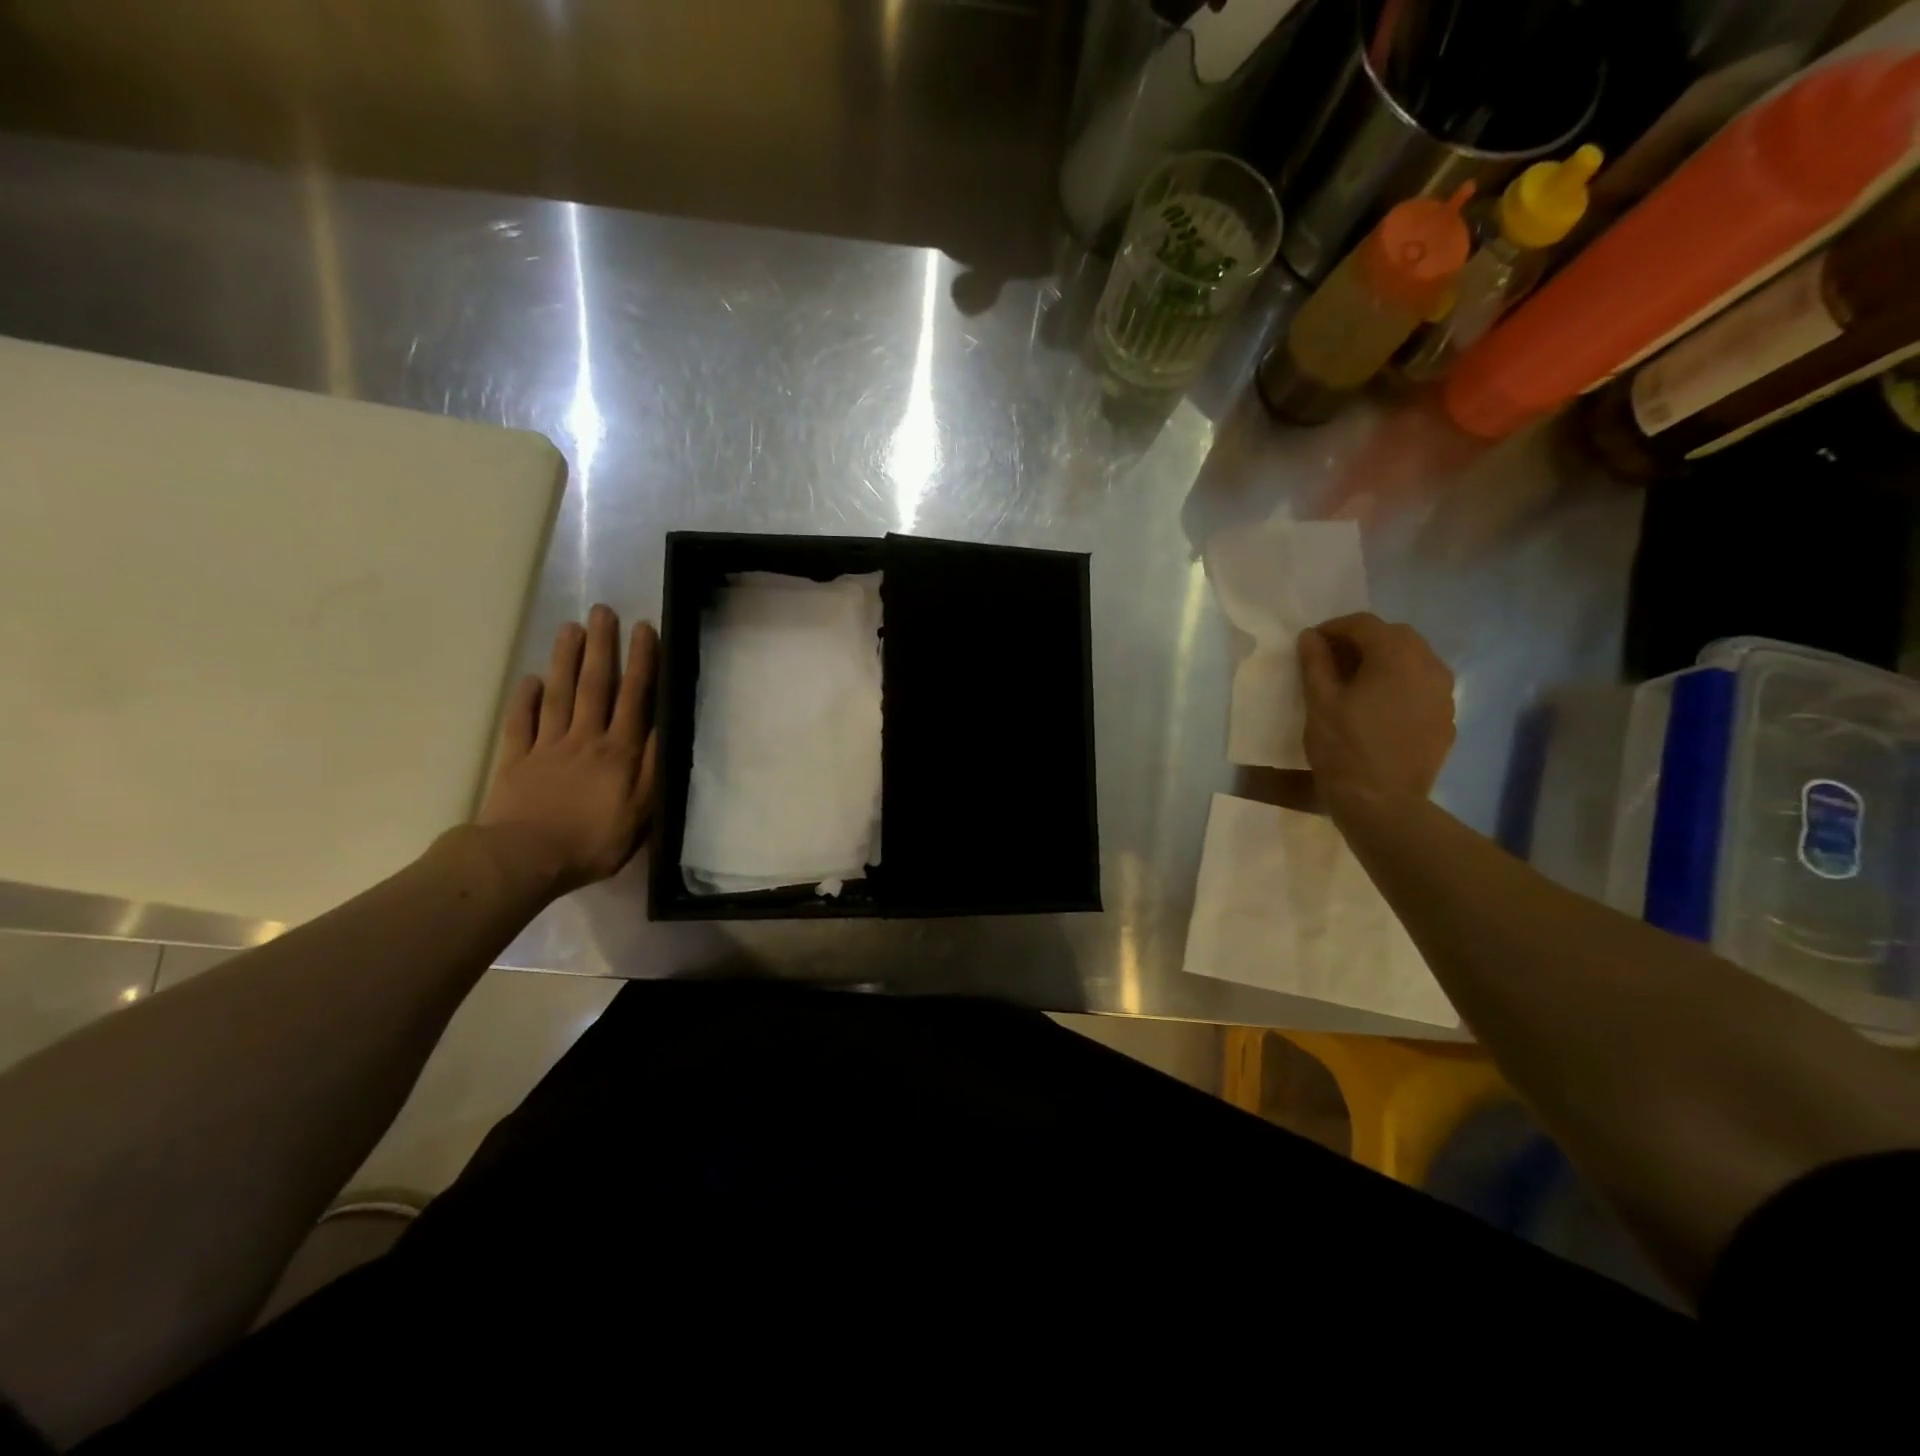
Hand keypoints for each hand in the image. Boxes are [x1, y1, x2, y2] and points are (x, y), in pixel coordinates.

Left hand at [475, 605, 659, 896]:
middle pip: (594, 685)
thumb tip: (665, 729)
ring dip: (565, 660)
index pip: (634, 698)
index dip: (641, 662)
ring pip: (558, 695)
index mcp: (618, 752)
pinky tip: (529, 680)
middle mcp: (585, 739)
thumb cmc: (592, 842)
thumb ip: (652, 770)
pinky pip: (521, 722)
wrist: (523, 859)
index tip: (644, 629)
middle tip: (602, 611)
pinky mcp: (516, 760)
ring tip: (570, 628)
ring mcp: (547, 746)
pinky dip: (525, 699)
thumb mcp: (640, 813)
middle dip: (601, 646)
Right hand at [1298, 612, 1454, 806]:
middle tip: (1332, 660)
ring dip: (1385, 661)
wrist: (1382, 802)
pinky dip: (1401, 685)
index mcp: (1396, 657)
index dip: (1334, 628)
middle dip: (1363, 641)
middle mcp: (1429, 666)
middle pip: (1396, 636)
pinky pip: (1423, 687)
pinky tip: (1379, 707)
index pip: (1365, 624)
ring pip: (1415, 660)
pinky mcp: (1446, 719)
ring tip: (1357, 682)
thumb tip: (1310, 637)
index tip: (1312, 643)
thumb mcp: (1320, 703)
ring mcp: (1444, 694)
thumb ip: (1315, 663)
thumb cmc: (1344, 748)